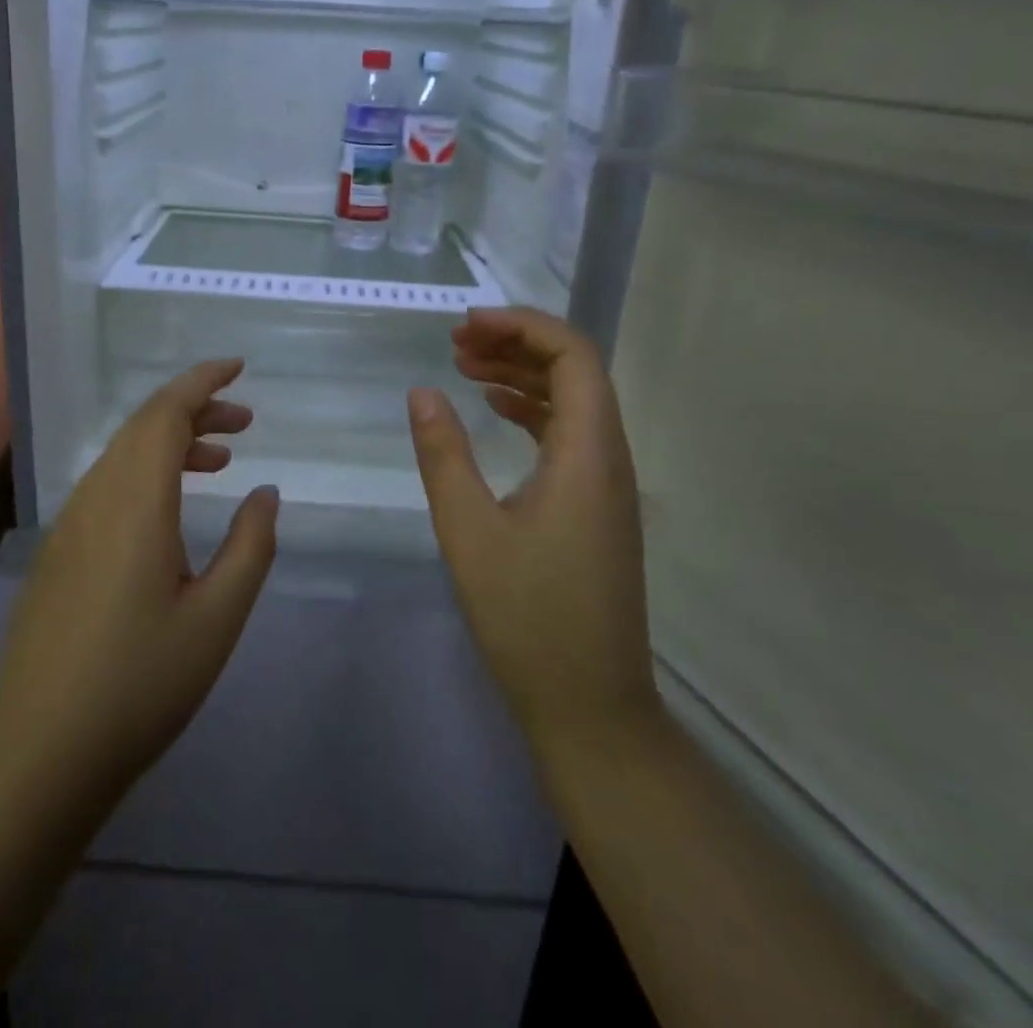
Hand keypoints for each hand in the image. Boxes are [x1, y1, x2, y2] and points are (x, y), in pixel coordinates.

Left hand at [0, 360, 278, 800]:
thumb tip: (265, 493)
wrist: (41, 751)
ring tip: (220, 460)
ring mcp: (70, 524)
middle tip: (245, 423)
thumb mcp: (217, 618)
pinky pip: (107, 484)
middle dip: (195, 409)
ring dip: (171, 442)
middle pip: (143, 426)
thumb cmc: (141, 684)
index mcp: (135, 503)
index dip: (202, 382)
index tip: (238, 368)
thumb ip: (250, 546)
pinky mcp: (59, 551)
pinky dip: (146, 473)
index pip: (166, 414)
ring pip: (123, 455)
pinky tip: (170, 509)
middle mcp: (96, 498)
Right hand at [407, 308, 660, 770]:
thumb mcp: (469, 531)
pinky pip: (569, 435)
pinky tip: (494, 412)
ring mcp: (607, 484)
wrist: (589, 706)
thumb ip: (443, 454)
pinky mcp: (596, 507)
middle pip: (576, 371)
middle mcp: (609, 458)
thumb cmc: (527, 617)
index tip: (467, 325)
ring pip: (573, 403)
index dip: (522, 327)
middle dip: (516, 344)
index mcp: (588, 454)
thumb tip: (422, 391)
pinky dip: (531, 411)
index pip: (573, 356)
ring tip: (464, 367)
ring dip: (522, 376)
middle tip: (456, 342)